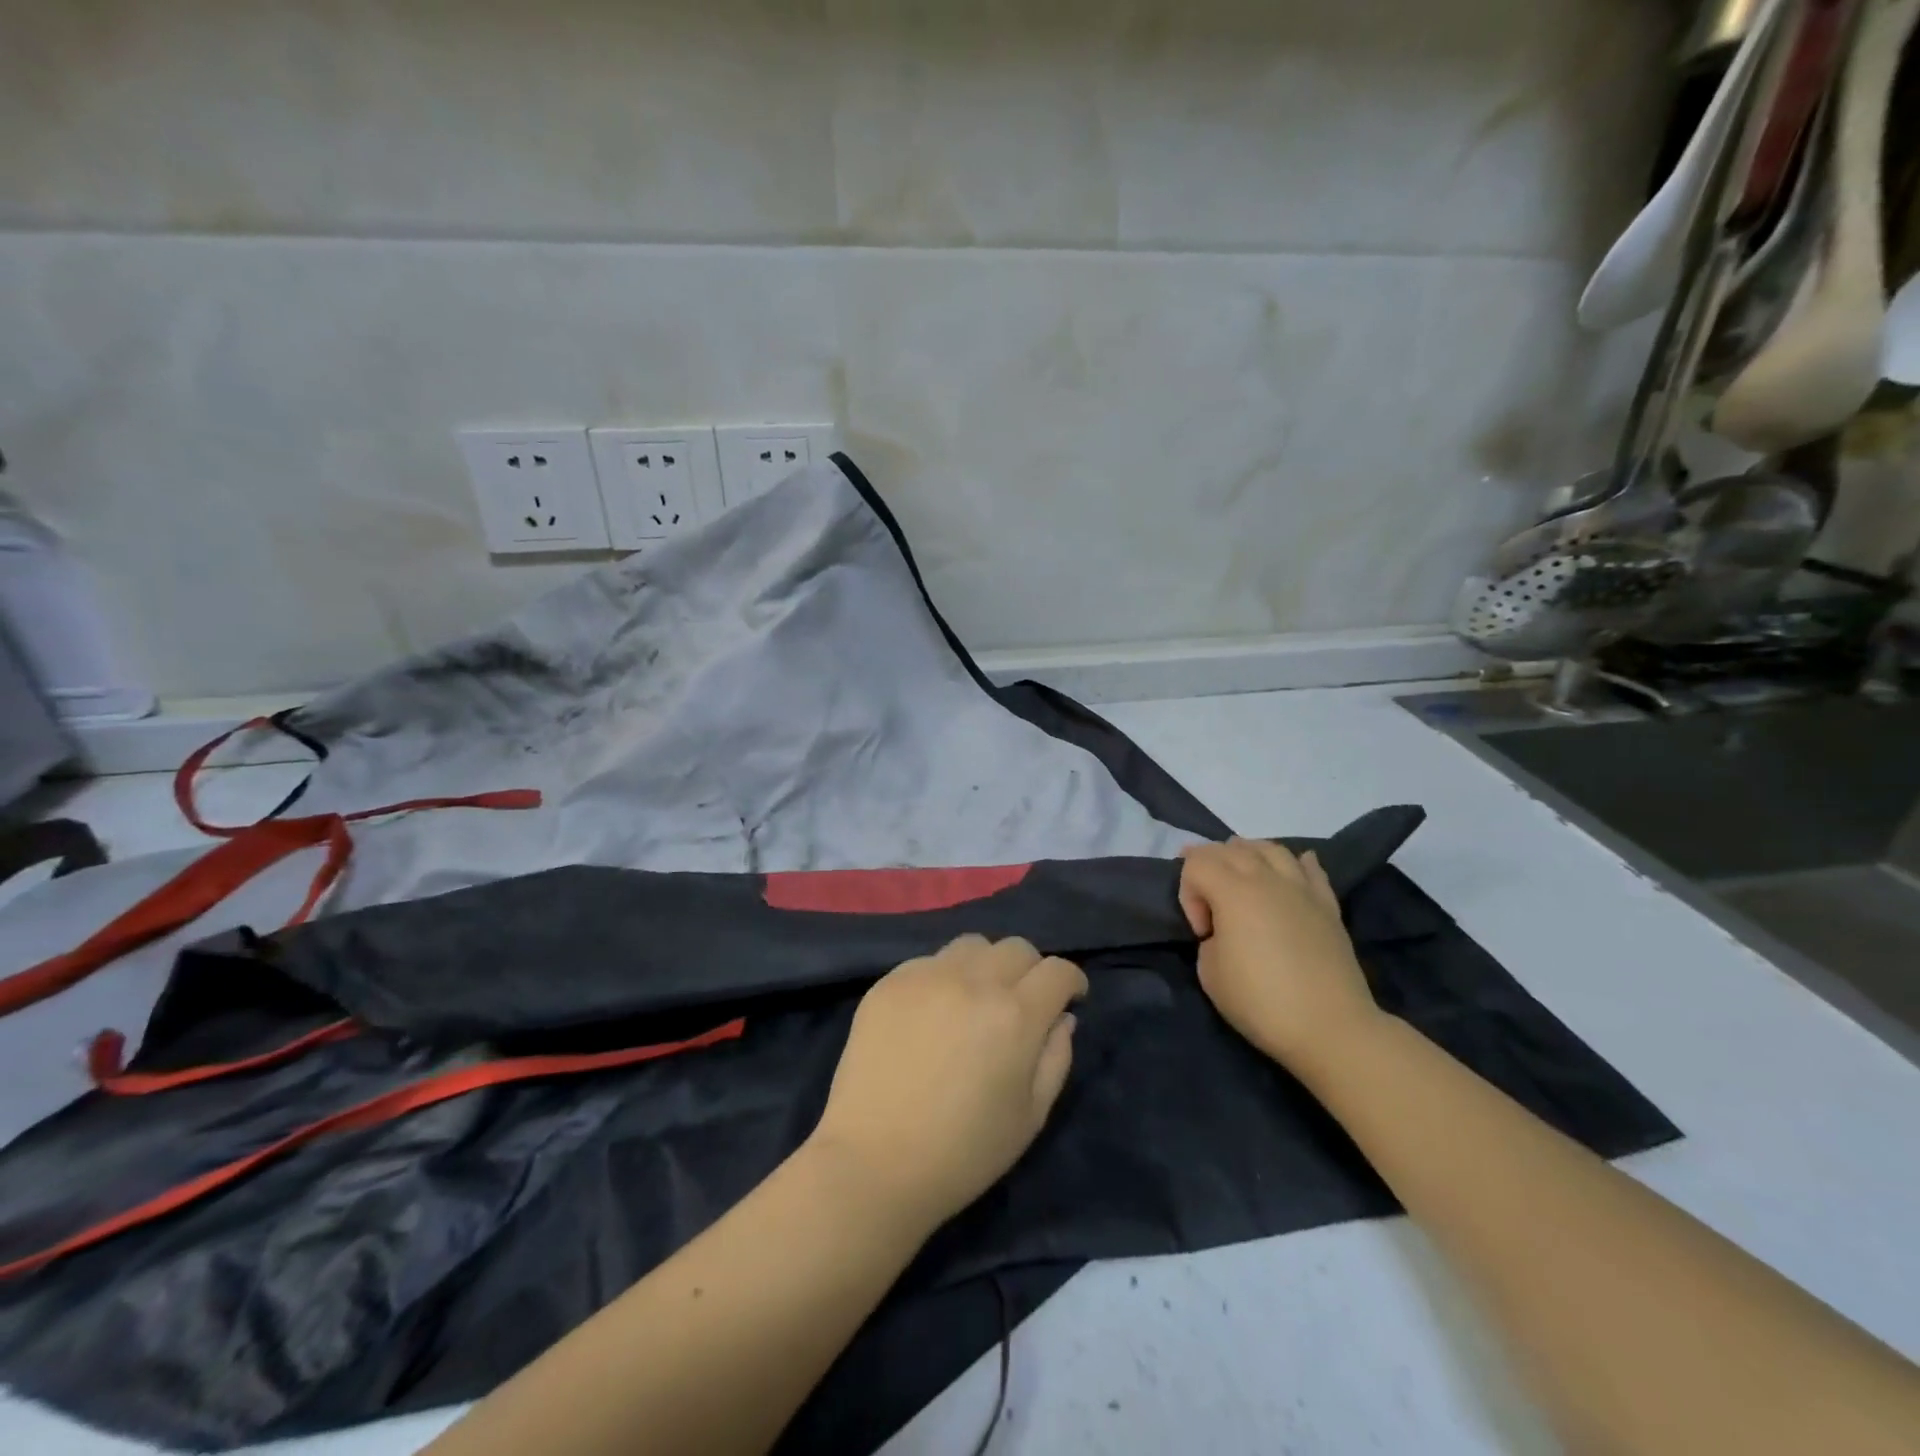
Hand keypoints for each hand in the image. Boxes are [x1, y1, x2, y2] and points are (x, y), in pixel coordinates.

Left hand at [806, 935, 1087, 1233]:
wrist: (873, 1163)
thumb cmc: (963, 1153)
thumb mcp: (1030, 1117)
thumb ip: (1056, 1057)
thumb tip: (1062, 1017)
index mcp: (1015, 1015)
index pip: (1057, 970)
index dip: (1071, 981)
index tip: (1070, 997)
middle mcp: (973, 981)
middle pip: (1017, 948)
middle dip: (1031, 970)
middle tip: (1023, 1002)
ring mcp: (927, 976)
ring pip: (972, 945)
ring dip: (987, 965)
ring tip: (976, 999)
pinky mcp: (890, 982)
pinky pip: (930, 961)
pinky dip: (944, 977)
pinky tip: (933, 1013)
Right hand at [1178, 838, 1382, 1074]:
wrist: (1332, 1028)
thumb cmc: (1261, 1001)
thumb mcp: (1210, 972)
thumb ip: (1210, 938)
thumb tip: (1226, 931)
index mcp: (1233, 891)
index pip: (1196, 863)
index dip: (1188, 892)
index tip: (1201, 932)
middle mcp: (1267, 878)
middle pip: (1229, 848)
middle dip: (1209, 865)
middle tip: (1207, 900)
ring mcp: (1301, 888)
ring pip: (1270, 848)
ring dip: (1248, 855)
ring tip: (1242, 878)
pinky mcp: (1327, 905)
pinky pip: (1310, 868)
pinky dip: (1294, 863)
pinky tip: (1291, 870)